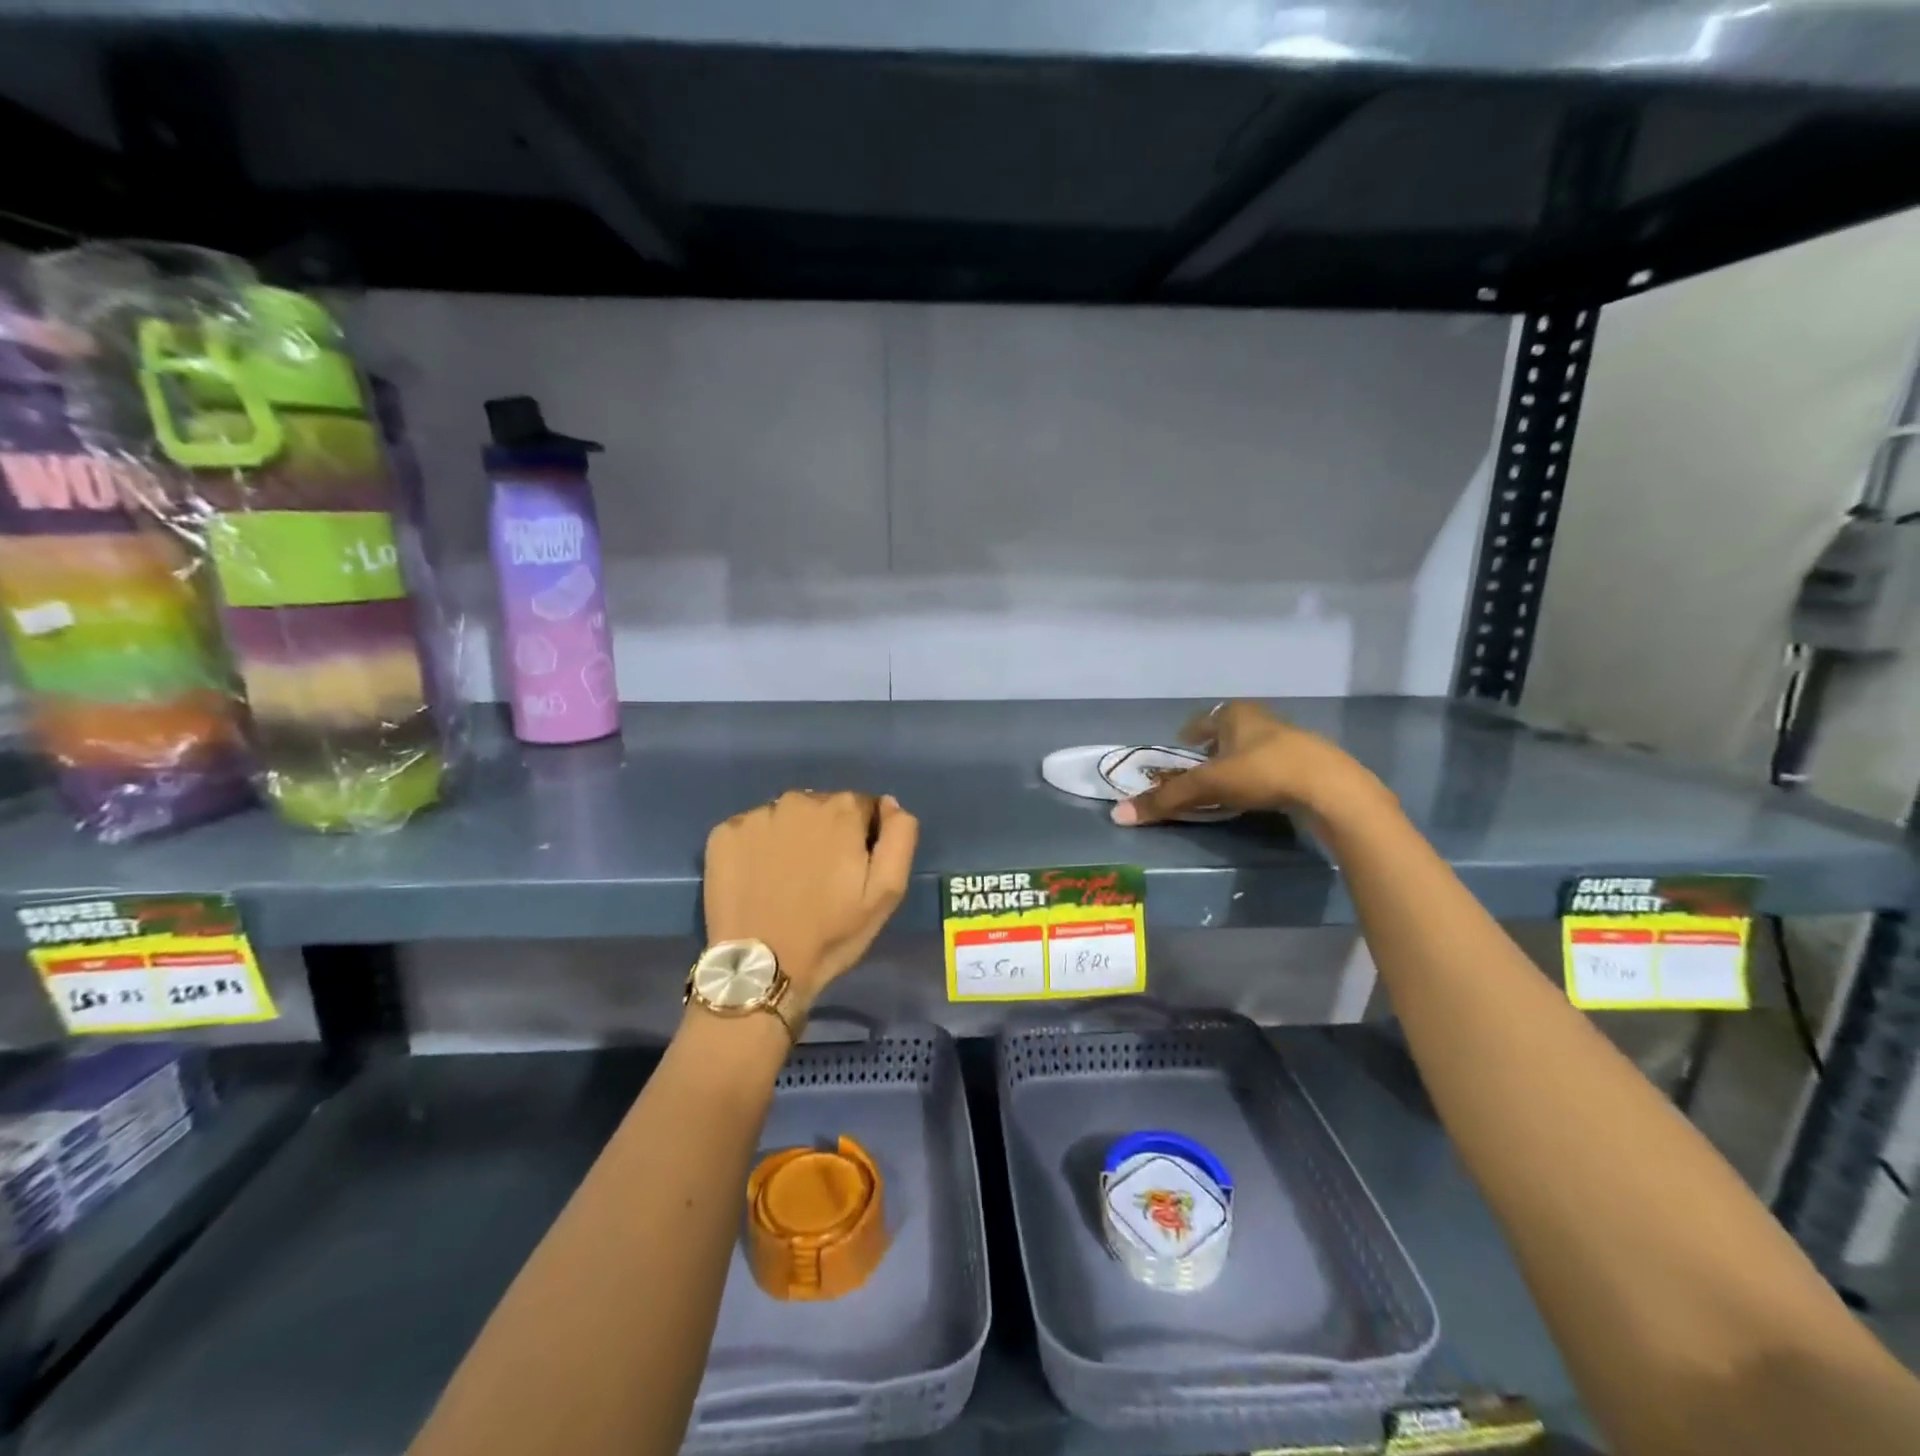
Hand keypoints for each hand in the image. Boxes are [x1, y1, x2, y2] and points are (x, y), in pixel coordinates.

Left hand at [703, 791, 919, 1006]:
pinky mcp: (723, 834)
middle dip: (827, 834)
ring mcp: (757, 815)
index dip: (862, 837)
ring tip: (787, 881)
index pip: (862, 807)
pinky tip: (758, 878)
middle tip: (820, 879)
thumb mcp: (887, 891)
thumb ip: (899, 836)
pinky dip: (757, 847)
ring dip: (792, 838)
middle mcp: (798, 800)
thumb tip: (889, 803)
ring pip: (786, 818)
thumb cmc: (831, 932)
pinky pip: (750, 830)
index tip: (853, 870)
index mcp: (841, 810)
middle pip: (822, 808)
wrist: (762, 968)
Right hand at [1110, 701, 1389, 827]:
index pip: (1205, 718)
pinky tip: (1260, 794)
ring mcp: (1290, 740)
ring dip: (1239, 762)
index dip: (1191, 731)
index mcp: (1236, 715)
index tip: (1181, 745)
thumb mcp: (1209, 786)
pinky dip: (1261, 776)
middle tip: (1200, 766)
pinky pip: (1274, 766)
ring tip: (1227, 784)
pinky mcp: (1310, 764)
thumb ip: (1166, 800)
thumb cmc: (1263, 773)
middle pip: (1230, 731)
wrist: (1331, 789)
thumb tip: (1118, 815)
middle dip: (1215, 747)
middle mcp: (1262, 720)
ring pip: (1254, 748)